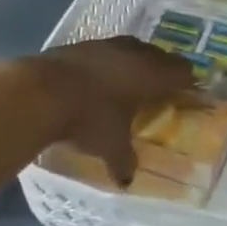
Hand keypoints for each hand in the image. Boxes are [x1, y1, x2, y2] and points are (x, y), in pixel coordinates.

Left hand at [21, 38, 196, 183]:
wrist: (40, 91)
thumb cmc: (89, 118)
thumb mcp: (110, 146)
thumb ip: (124, 161)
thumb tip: (127, 181)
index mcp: (152, 74)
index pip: (182, 71)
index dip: (186, 82)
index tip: (185, 93)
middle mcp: (135, 53)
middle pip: (159, 55)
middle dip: (162, 70)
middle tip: (159, 90)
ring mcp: (106, 45)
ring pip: (132, 48)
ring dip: (134, 62)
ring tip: (129, 82)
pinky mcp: (80, 44)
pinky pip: (105, 51)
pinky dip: (107, 63)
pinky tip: (97, 79)